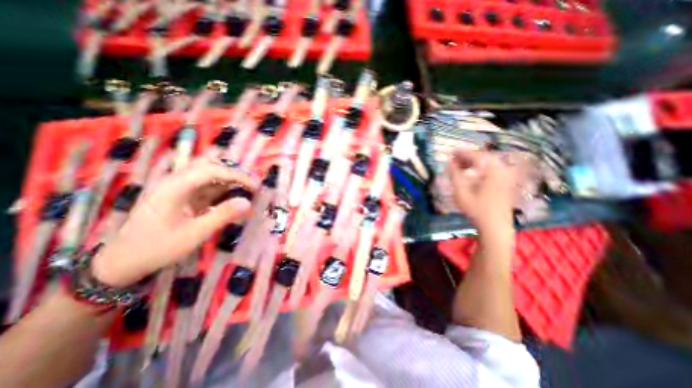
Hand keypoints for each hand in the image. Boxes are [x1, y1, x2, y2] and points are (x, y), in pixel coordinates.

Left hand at [90, 158, 258, 287]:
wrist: (123, 261)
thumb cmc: (157, 248)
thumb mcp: (194, 234)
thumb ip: (222, 216)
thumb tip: (248, 202)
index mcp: (175, 187)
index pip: (212, 170)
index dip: (237, 176)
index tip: (255, 187)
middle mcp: (176, 182)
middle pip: (208, 165)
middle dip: (232, 173)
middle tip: (250, 185)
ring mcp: (178, 188)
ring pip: (208, 174)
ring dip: (228, 180)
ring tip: (246, 190)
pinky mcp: (181, 196)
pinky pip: (206, 186)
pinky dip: (222, 189)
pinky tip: (231, 198)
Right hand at [449, 149, 518, 245]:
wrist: (495, 227)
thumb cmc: (476, 209)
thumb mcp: (461, 192)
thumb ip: (454, 175)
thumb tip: (450, 162)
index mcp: (492, 170)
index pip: (476, 155)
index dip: (462, 153)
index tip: (451, 152)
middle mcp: (502, 170)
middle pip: (484, 157)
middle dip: (467, 157)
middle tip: (454, 160)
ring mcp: (506, 177)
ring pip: (488, 164)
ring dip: (474, 163)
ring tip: (460, 167)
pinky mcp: (506, 183)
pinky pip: (492, 170)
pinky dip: (480, 169)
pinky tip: (471, 175)